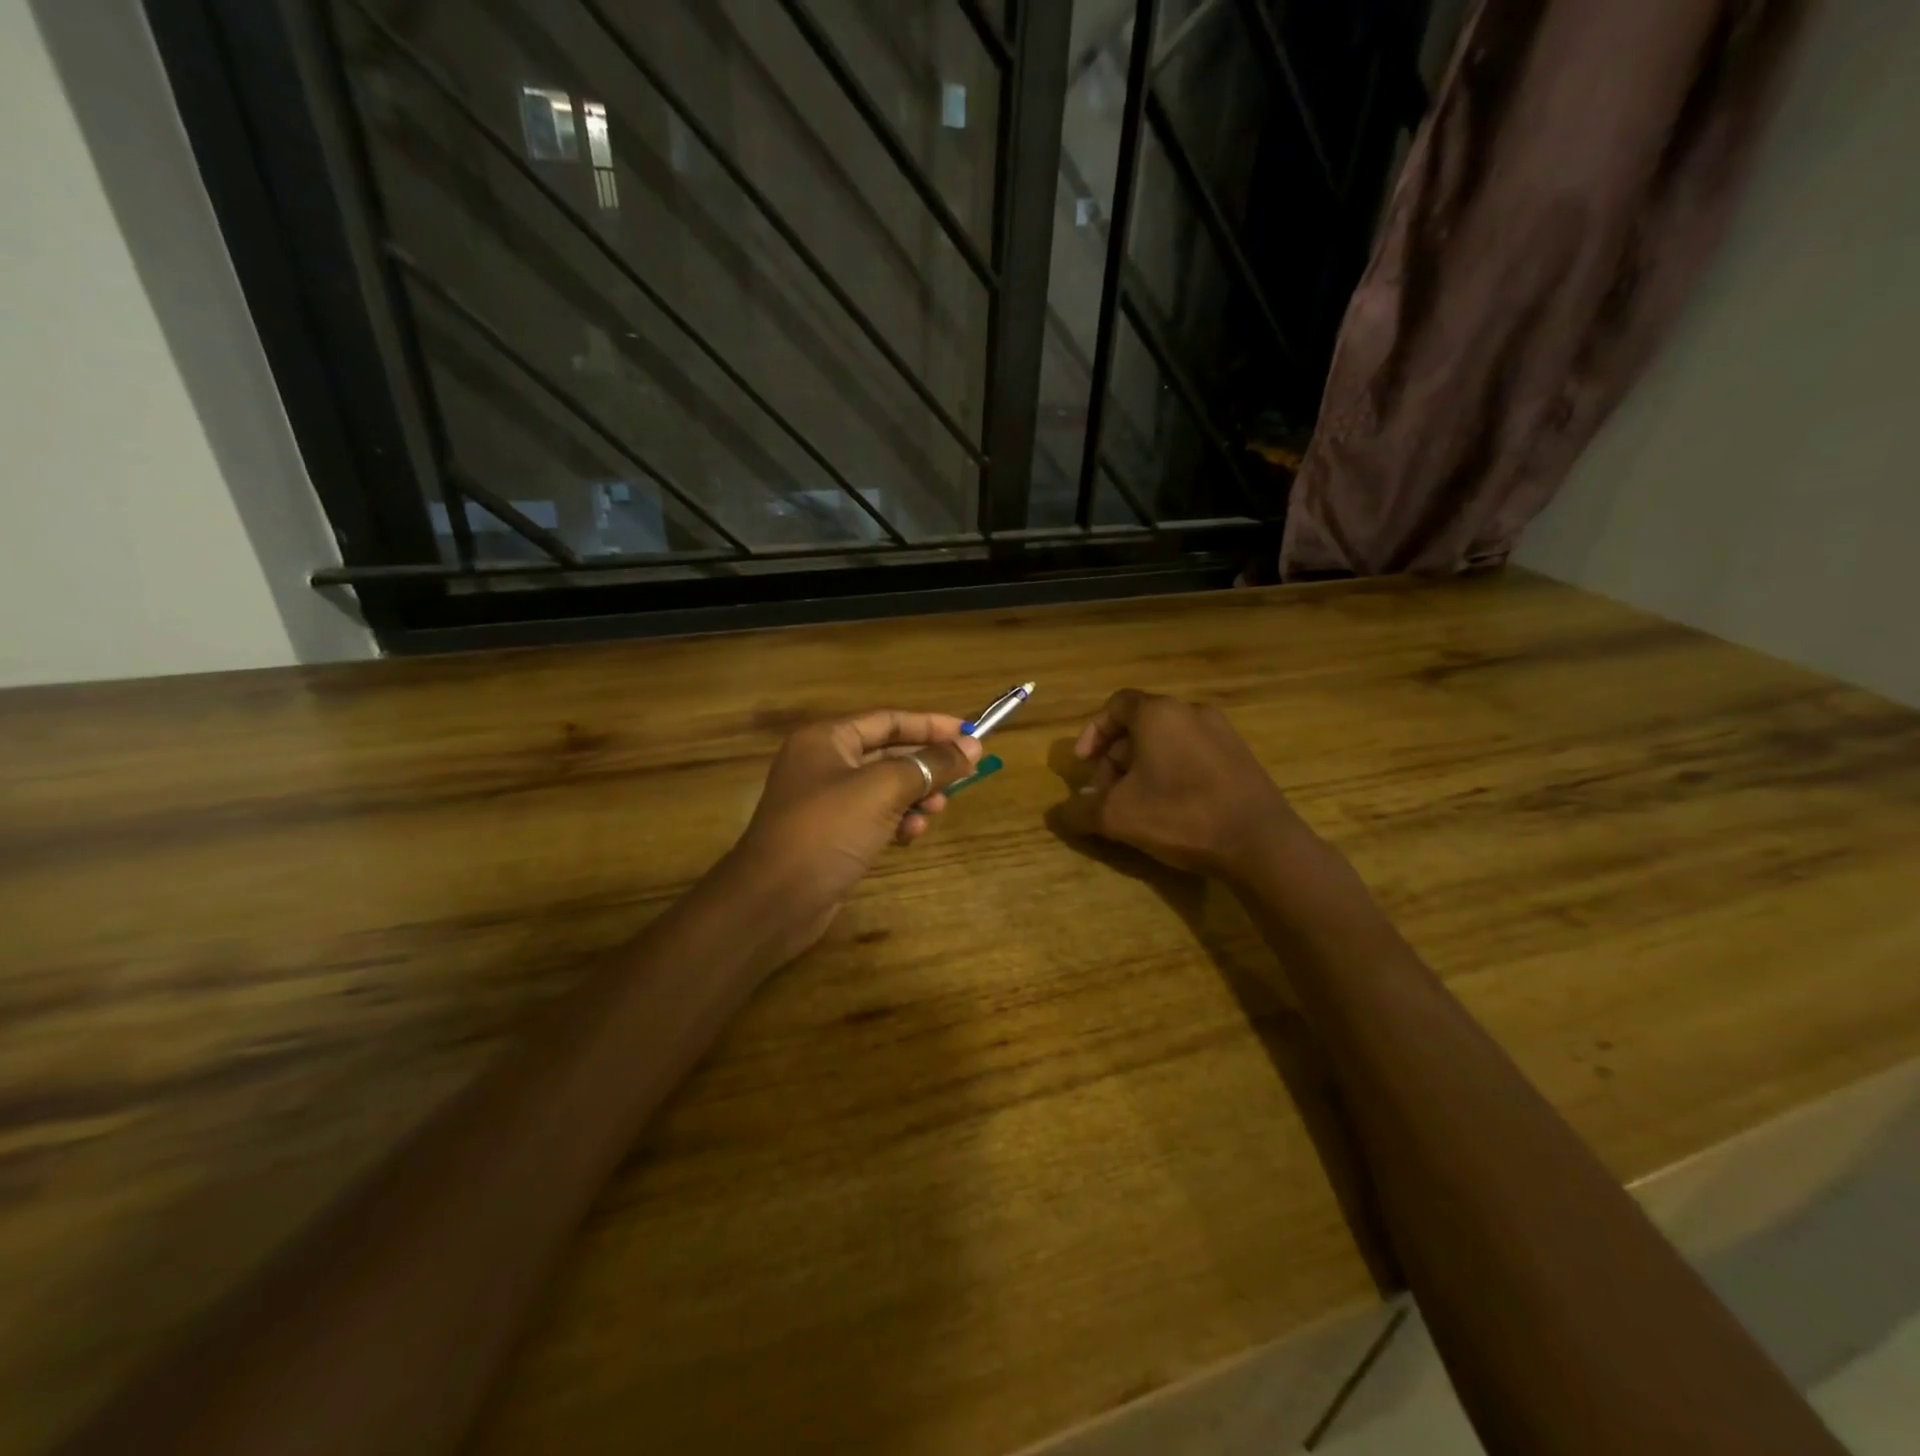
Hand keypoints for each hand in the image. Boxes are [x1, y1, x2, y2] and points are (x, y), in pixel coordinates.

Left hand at [717, 709, 981, 973]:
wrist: (774, 901)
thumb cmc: (828, 831)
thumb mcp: (884, 790)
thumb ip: (930, 764)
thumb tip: (972, 745)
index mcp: (827, 740)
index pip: (889, 720)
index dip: (932, 726)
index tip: (973, 734)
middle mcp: (824, 764)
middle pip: (889, 753)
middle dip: (926, 767)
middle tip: (962, 780)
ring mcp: (826, 802)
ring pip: (885, 788)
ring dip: (915, 796)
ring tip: (935, 811)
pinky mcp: (831, 835)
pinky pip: (874, 816)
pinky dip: (897, 821)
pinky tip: (910, 836)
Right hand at [1057, 689, 1310, 879]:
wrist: (1260, 842)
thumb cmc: (1179, 815)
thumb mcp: (1117, 817)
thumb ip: (1079, 811)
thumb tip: (1057, 814)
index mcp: (1158, 714)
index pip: (1115, 705)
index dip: (1092, 733)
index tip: (1083, 765)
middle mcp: (1191, 712)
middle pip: (1140, 726)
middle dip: (1115, 759)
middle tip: (1107, 795)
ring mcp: (1222, 732)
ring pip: (1167, 742)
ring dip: (1142, 768)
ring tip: (1137, 805)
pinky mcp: (1241, 757)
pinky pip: (1193, 754)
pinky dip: (1172, 772)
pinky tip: (1172, 808)